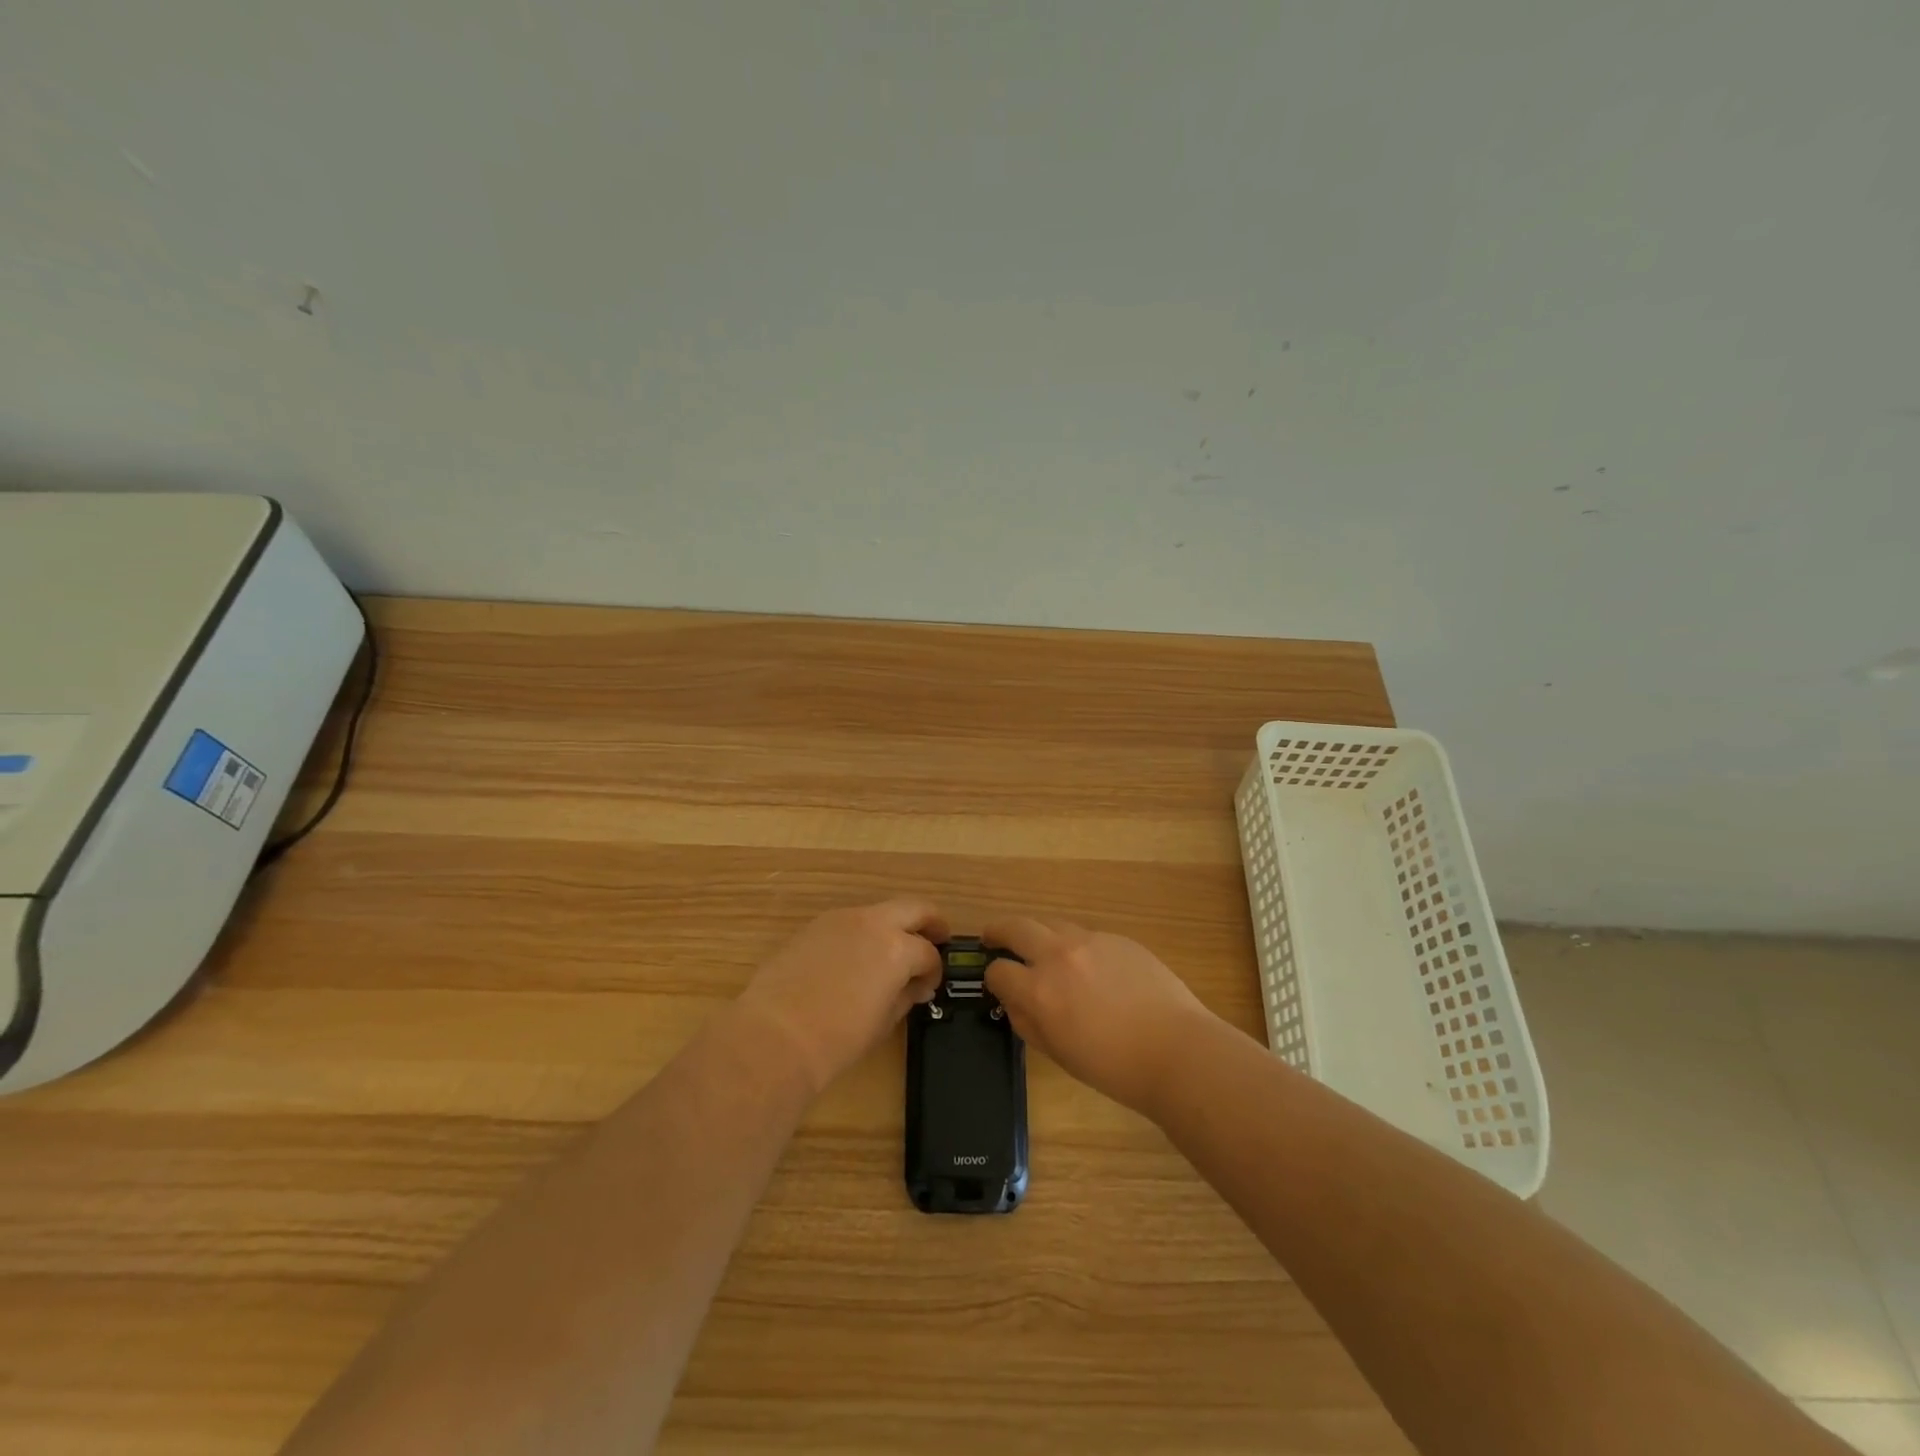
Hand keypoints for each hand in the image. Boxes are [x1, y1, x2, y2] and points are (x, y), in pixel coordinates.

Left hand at [737, 899, 947, 1095]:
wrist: (775, 1036)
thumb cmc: (838, 1039)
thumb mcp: (884, 1021)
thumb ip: (906, 995)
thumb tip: (916, 985)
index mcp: (897, 947)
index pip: (928, 953)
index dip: (934, 971)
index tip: (929, 986)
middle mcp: (873, 923)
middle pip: (913, 908)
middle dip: (930, 922)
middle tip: (937, 939)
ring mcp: (841, 919)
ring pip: (879, 912)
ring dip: (892, 926)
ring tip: (891, 954)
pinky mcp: (814, 926)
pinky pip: (849, 922)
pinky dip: (862, 933)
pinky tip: (855, 959)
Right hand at [984, 916, 1217, 1115]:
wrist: (1176, 1050)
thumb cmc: (1113, 1066)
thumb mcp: (1058, 1053)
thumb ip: (1028, 1022)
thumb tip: (1015, 1002)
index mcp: (1039, 990)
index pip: (998, 971)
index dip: (993, 978)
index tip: (997, 983)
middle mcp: (1059, 955)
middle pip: (1016, 927)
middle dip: (998, 931)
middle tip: (993, 937)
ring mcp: (1090, 941)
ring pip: (1051, 923)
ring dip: (1037, 933)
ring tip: (1039, 947)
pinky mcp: (1117, 938)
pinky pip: (1085, 935)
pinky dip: (1074, 944)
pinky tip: (1089, 966)